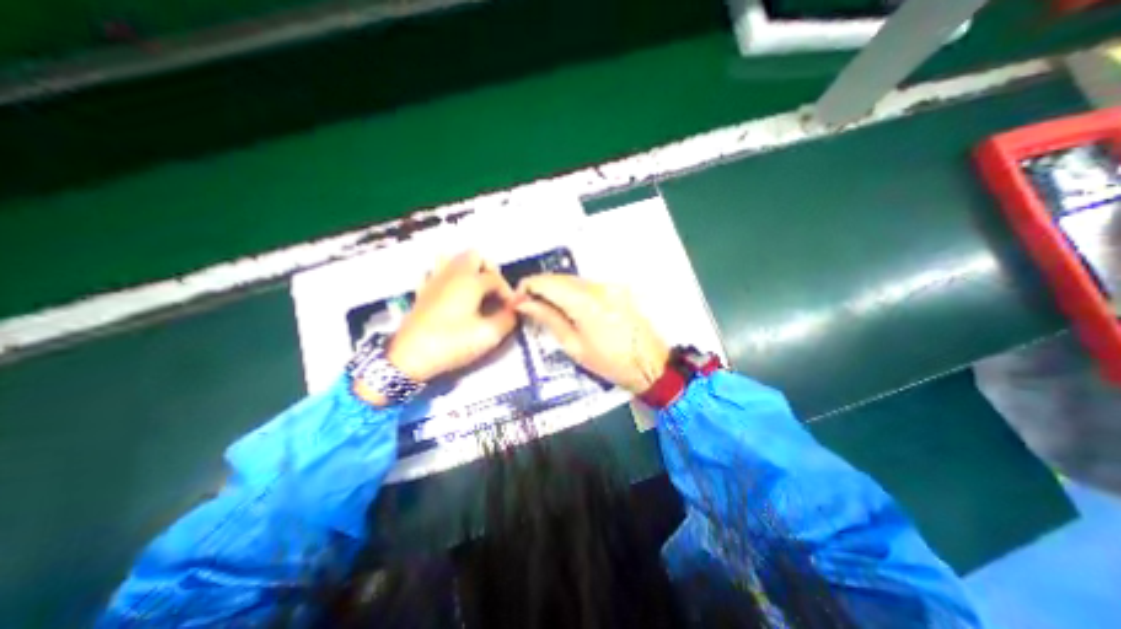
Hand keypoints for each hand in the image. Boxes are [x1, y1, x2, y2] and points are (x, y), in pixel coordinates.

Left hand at [387, 251, 516, 382]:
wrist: (410, 358)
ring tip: (475, 289)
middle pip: (474, 256)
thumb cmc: (452, 343)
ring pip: (452, 258)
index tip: (511, 309)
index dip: (508, 292)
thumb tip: (514, 311)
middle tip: (494, 292)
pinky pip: (434, 272)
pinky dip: (446, 276)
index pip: (496, 278)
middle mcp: (452, 274)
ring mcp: (434, 281)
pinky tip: (451, 292)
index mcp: (470, 282)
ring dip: (467, 268)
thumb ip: (507, 320)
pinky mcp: (422, 292)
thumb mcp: (487, 335)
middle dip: (489, 270)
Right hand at [514, 274, 662, 393]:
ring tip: (546, 308)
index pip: (546, 282)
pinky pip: (586, 284)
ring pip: (572, 279)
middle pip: (559, 277)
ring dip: (555, 289)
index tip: (517, 301)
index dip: (526, 287)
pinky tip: (567, 307)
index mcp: (584, 302)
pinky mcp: (616, 289)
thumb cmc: (610, 363)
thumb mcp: (574, 345)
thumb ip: (549, 319)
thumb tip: (525, 304)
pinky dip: (571, 291)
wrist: (651, 365)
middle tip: (528, 306)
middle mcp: (597, 286)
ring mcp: (609, 286)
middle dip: (539, 288)